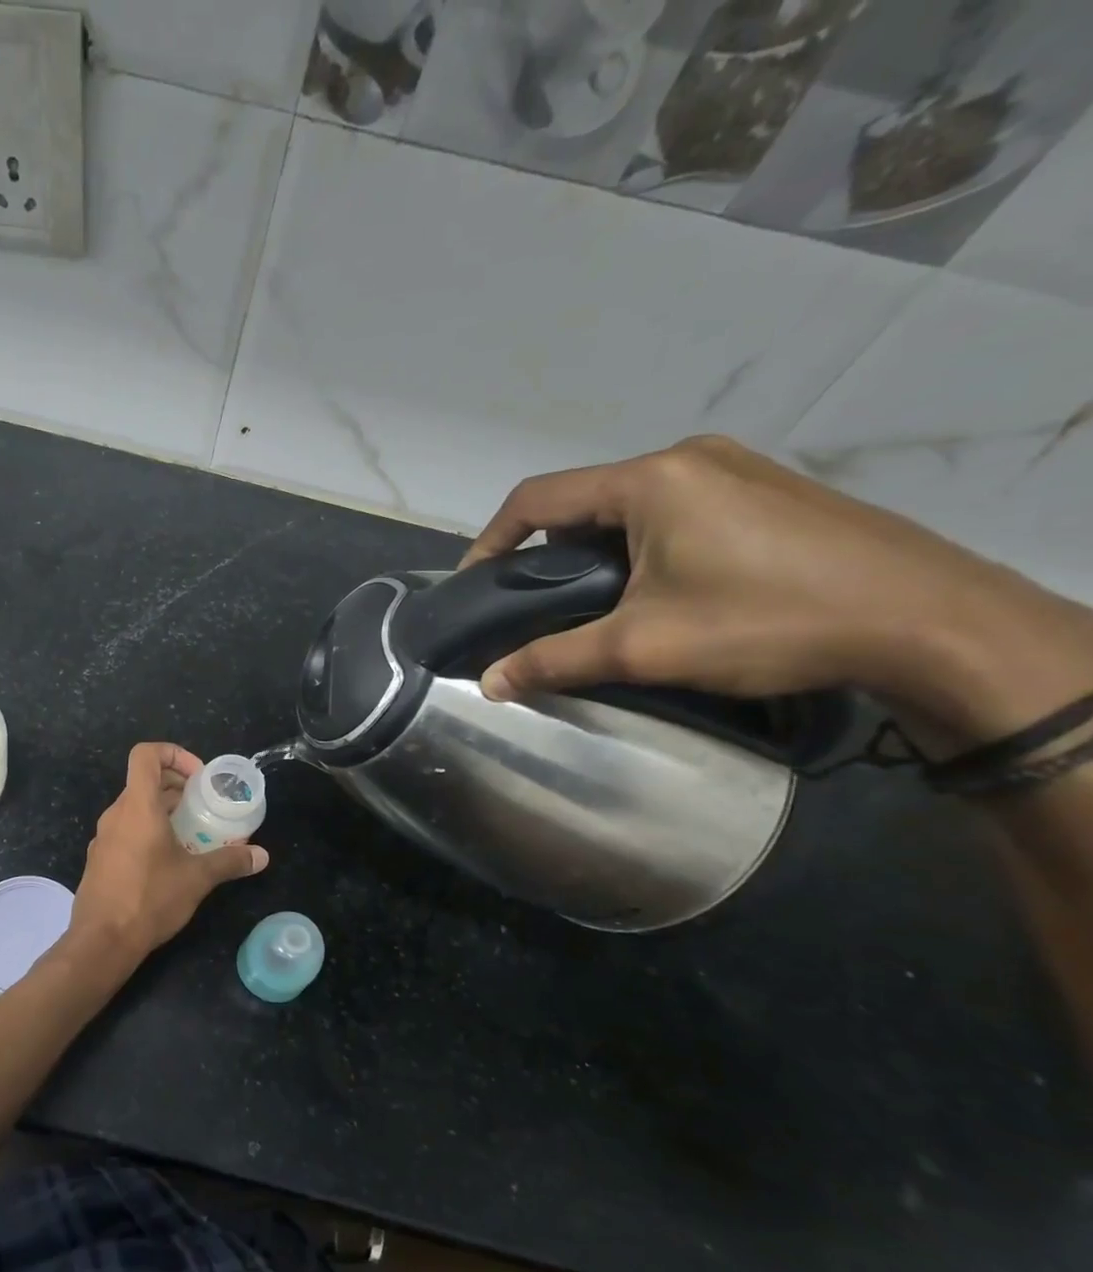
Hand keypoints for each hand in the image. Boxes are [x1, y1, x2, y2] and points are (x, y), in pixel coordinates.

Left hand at [67, 743, 267, 967]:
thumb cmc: (149, 898)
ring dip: (163, 811)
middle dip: (176, 786)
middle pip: (144, 782)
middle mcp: (116, 814)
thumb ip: (230, 861)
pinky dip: (148, 832)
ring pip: (135, 808)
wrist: (102, 941)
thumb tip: (262, 856)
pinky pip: (126, 831)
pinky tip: (168, 861)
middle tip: (204, 806)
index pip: (146, 754)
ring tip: (192, 833)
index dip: (173, 754)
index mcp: (137, 806)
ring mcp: (104, 837)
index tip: (198, 778)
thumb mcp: (197, 878)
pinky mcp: (100, 859)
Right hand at [460, 435, 1092, 745]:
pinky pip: (675, 508)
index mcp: (651, 480)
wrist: (927, 621)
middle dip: (549, 551)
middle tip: (539, 605)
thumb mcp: (643, 647)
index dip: (491, 541)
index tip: (473, 586)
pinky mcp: (768, 490)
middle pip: (583, 501)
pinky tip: (661, 588)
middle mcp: (688, 458)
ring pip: (630, 506)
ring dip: (598, 550)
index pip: (537, 498)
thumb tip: (487, 685)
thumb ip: (554, 659)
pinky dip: (643, 544)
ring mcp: (735, 468)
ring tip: (598, 604)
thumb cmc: (767, 621)